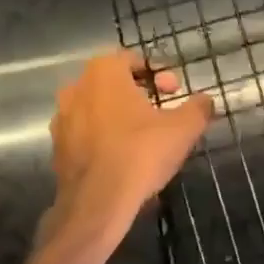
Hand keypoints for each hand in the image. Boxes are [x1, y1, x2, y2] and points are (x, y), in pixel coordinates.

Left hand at [44, 51, 212, 243]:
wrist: (96, 205)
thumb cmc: (140, 153)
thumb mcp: (182, 129)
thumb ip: (197, 108)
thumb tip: (206, 100)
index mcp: (103, 72)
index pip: (132, 59)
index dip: (158, 72)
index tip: (174, 90)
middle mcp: (76, 87)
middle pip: (113, 82)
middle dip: (140, 92)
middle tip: (163, 110)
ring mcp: (62, 119)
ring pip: (98, 107)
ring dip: (120, 115)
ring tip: (145, 134)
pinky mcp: (57, 148)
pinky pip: (86, 132)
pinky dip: (104, 136)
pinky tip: (124, 155)